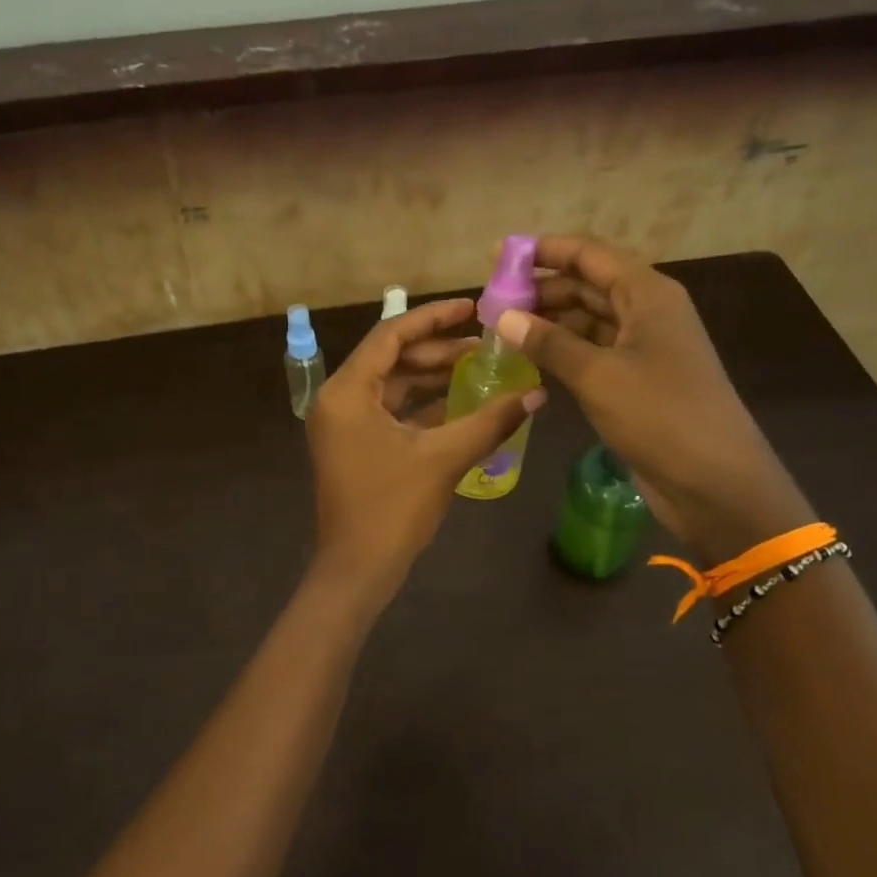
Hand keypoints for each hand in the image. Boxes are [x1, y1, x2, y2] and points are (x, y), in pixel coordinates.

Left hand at [307, 297, 544, 597]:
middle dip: (437, 350)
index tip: (472, 308)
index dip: (433, 318)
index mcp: (347, 392)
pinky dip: (423, 405)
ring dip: (432, 377)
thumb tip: (537, 393)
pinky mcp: (355, 446)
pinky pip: (390, 412)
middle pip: (391, 358)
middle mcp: (339, 400)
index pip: (390, 335)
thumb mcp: (444, 458)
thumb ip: (490, 421)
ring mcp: (345, 425)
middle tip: (484, 343)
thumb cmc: (392, 508)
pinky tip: (461, 401)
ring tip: (479, 367)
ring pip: (392, 386)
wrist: (357, 569)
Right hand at [495, 235, 810, 557]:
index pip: (589, 254)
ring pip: (588, 319)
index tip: (496, 255)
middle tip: (491, 301)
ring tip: (501, 329)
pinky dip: (562, 351)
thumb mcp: (598, 376)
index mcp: (647, 294)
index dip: (543, 250)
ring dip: (548, 321)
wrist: (714, 481)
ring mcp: (643, 347)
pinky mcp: (636, 379)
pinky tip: (529, 358)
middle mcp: (646, 311)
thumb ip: (549, 343)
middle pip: (587, 284)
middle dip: (541, 289)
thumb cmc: (660, 416)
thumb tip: (503, 317)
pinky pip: (592, 351)